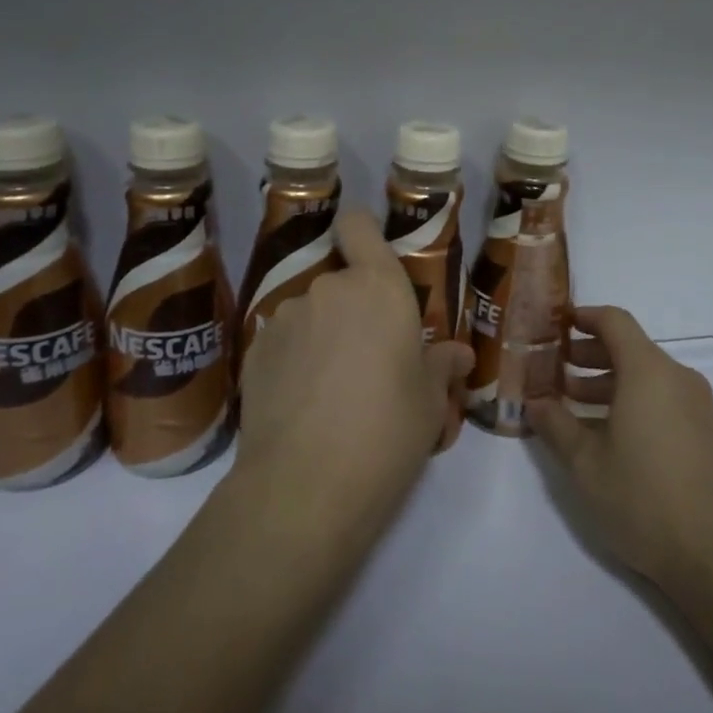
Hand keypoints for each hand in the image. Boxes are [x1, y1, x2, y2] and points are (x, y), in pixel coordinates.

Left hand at [236, 209, 472, 534]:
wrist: (304, 487)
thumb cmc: (387, 432)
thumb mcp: (430, 403)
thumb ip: (442, 366)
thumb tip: (459, 355)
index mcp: (379, 287)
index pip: (359, 225)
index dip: (362, 233)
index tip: (372, 262)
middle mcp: (328, 288)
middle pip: (341, 281)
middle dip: (354, 310)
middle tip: (369, 360)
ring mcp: (285, 318)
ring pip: (311, 313)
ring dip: (323, 335)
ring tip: (331, 390)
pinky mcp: (253, 351)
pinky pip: (284, 342)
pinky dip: (294, 361)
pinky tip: (301, 405)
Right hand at [527, 306, 712, 591]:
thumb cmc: (642, 497)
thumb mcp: (585, 463)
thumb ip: (555, 424)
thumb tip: (534, 402)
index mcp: (647, 371)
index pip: (614, 321)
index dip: (583, 317)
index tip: (556, 325)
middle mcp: (675, 376)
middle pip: (629, 346)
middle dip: (589, 353)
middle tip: (554, 369)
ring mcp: (695, 404)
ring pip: (645, 374)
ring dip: (608, 380)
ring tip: (572, 403)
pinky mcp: (704, 430)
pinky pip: (662, 396)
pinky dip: (631, 399)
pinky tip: (606, 431)